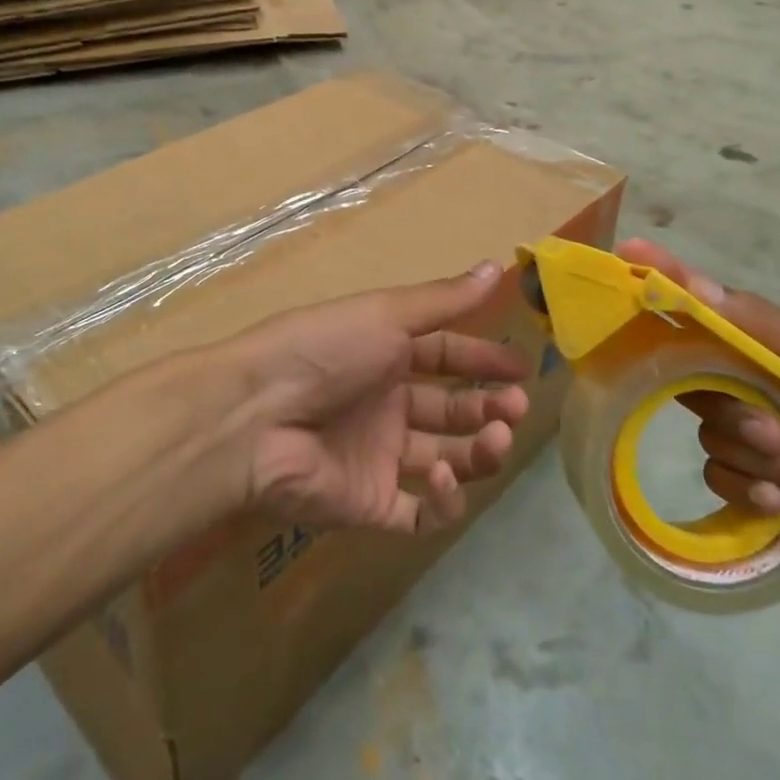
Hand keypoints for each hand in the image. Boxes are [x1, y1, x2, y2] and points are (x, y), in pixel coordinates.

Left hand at [222, 261, 529, 534]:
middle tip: (515, 406)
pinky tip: (444, 476)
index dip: (484, 359)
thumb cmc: (325, 350)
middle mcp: (385, 405)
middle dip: (489, 407)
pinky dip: (444, 500)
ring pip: (448, 461)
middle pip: (452, 411)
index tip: (522, 367)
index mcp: (385, 356)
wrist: (257, 415)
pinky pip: (420, 513)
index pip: (446, 356)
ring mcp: (379, 458)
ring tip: (497, 436)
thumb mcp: (386, 314)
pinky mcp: (370, 505)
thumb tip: (498, 266)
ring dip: (479, 451)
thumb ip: (444, 300)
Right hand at [617, 239, 779, 544]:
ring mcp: (742, 431)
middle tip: (773, 431)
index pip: (691, 308)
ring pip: (709, 438)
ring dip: (759, 460)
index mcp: (751, 345)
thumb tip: (690, 281)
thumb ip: (756, 323)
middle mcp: (737, 381)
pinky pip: (721, 479)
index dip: (658, 282)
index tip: (625, 254)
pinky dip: (756, 491)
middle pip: (691, 386)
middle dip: (734, 414)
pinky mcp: (750, 478)